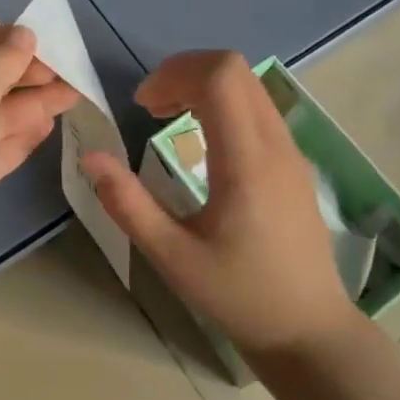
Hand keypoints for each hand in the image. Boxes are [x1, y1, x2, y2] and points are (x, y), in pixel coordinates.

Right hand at [82, 51, 355, 357]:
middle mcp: (275, 144)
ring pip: (249, 83)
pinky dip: (224, 101)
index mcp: (247, 162)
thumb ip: (128, 204)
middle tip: (150, 106)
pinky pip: (259, 105)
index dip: (174, 74)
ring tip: (168, 115)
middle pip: (234, 68)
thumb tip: (90, 157)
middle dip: (184, 72)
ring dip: (204, 84)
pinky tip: (201, 137)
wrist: (309, 330)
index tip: (142, 105)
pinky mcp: (294, 161)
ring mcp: (291, 150)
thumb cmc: (239, 296)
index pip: (220, 77)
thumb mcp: (172, 257)